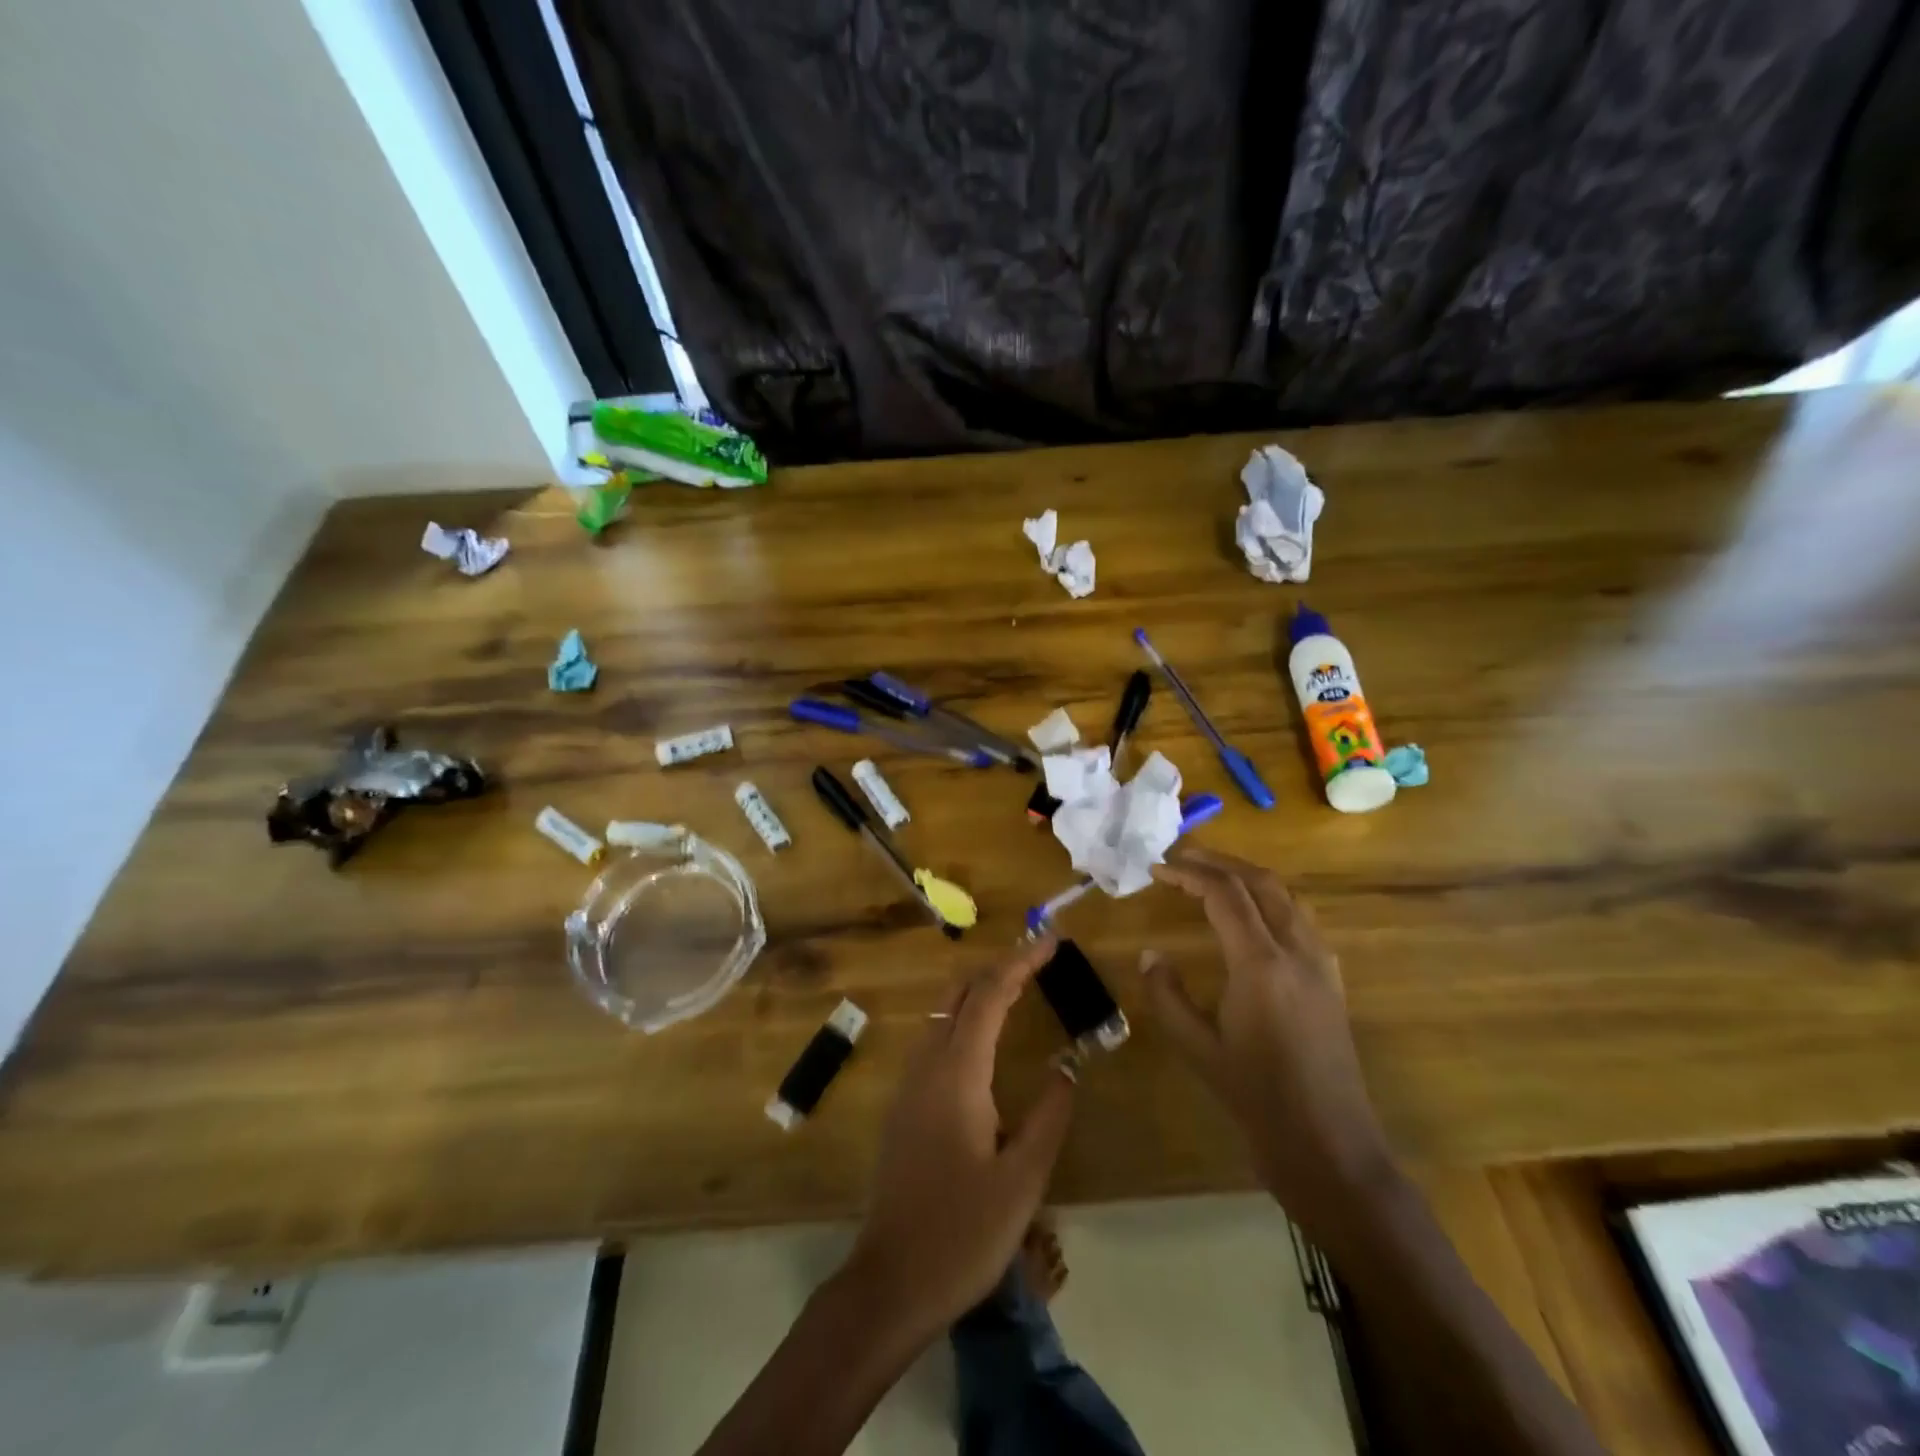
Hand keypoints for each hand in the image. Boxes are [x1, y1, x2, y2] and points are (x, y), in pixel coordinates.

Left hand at [839, 936, 1077, 1344]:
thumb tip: (1067, 1065)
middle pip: (960, 993)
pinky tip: (984, 1040)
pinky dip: (964, 1018)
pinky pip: (935, 1039)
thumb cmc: (963, 1232)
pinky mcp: (904, 1105)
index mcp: (958, 1073)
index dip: (1020, 962)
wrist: (891, 1282)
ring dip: (979, 991)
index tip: (1050, 940)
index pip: (989, 995)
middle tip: (1038, 959)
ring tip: (1018, 988)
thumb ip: (1049, 1115)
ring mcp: (909, 1084)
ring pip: (943, 1013)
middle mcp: (927, 1065)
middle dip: (998, 967)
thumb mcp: (1023, 1180)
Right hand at [1147, 848, 1398, 1230]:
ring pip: (1287, 897)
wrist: (1330, 1147)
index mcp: (1261, 964)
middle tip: (1182, 858)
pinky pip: (1302, 921)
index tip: (1157, 869)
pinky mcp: (1332, 981)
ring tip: (1214, 876)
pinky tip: (1254, 918)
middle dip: (1220, 862)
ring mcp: (1322, 965)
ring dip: (1248, 876)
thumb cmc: (1257, 1098)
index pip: (1225, 894)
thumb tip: (1150, 955)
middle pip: (1261, 882)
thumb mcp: (1198, 1048)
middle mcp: (1297, 952)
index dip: (1188, 874)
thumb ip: (1167, 996)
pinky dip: (1272, 901)